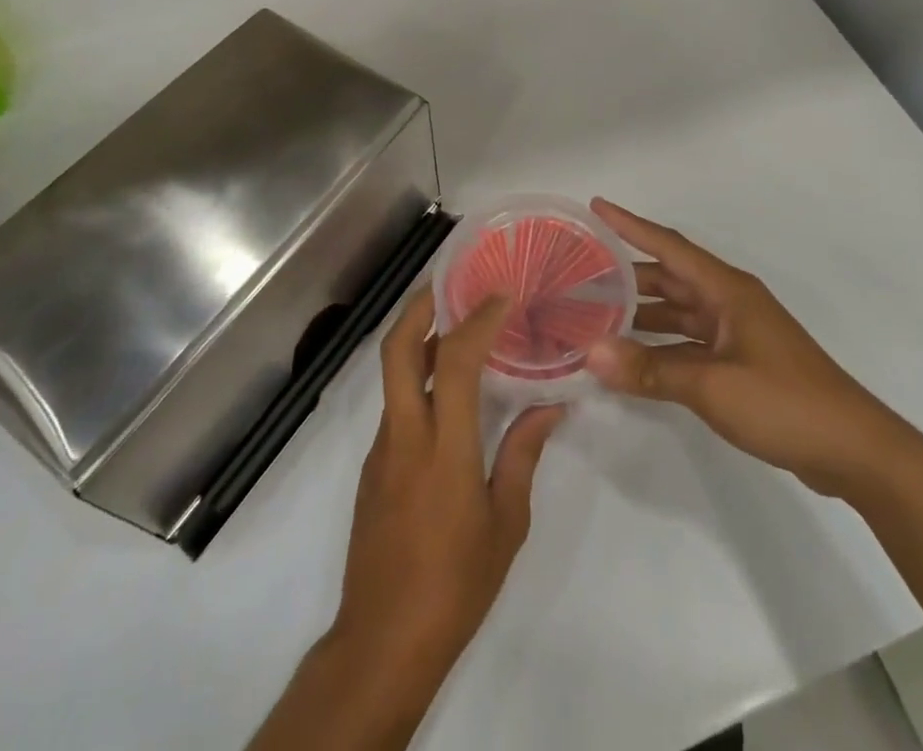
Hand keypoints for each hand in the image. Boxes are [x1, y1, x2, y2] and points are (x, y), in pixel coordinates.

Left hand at [329, 289, 564, 688]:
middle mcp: (405, 437)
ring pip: (391, 374)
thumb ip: (523, 456)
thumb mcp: (506, 525)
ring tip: (453, 322)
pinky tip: (444, 388)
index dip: (475, 321)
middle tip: (450, 280)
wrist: (382, 642)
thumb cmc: (455, 586)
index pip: (453, 364)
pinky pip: (395, 405)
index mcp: (444, 451)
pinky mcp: (371, 466)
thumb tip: (551, 407)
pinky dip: (415, 378)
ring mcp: (381, 450)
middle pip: (396, 351)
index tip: (499, 296)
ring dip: (416, 338)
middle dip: (419, 306)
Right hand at [585, 198, 915, 499]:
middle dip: (627, 274)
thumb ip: (650, 369)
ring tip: (595, 314)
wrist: (853, 450)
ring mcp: (736, 333)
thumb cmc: (785, 402)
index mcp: (727, 290)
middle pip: (669, 277)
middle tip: (580, 273)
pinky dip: (660, 346)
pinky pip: (688, 342)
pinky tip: (632, 358)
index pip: (669, 245)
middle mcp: (729, 302)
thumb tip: (590, 353)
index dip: (630, 225)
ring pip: (677, 311)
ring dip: (641, 312)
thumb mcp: (712, 385)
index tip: (597, 205)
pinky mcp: (739, 362)